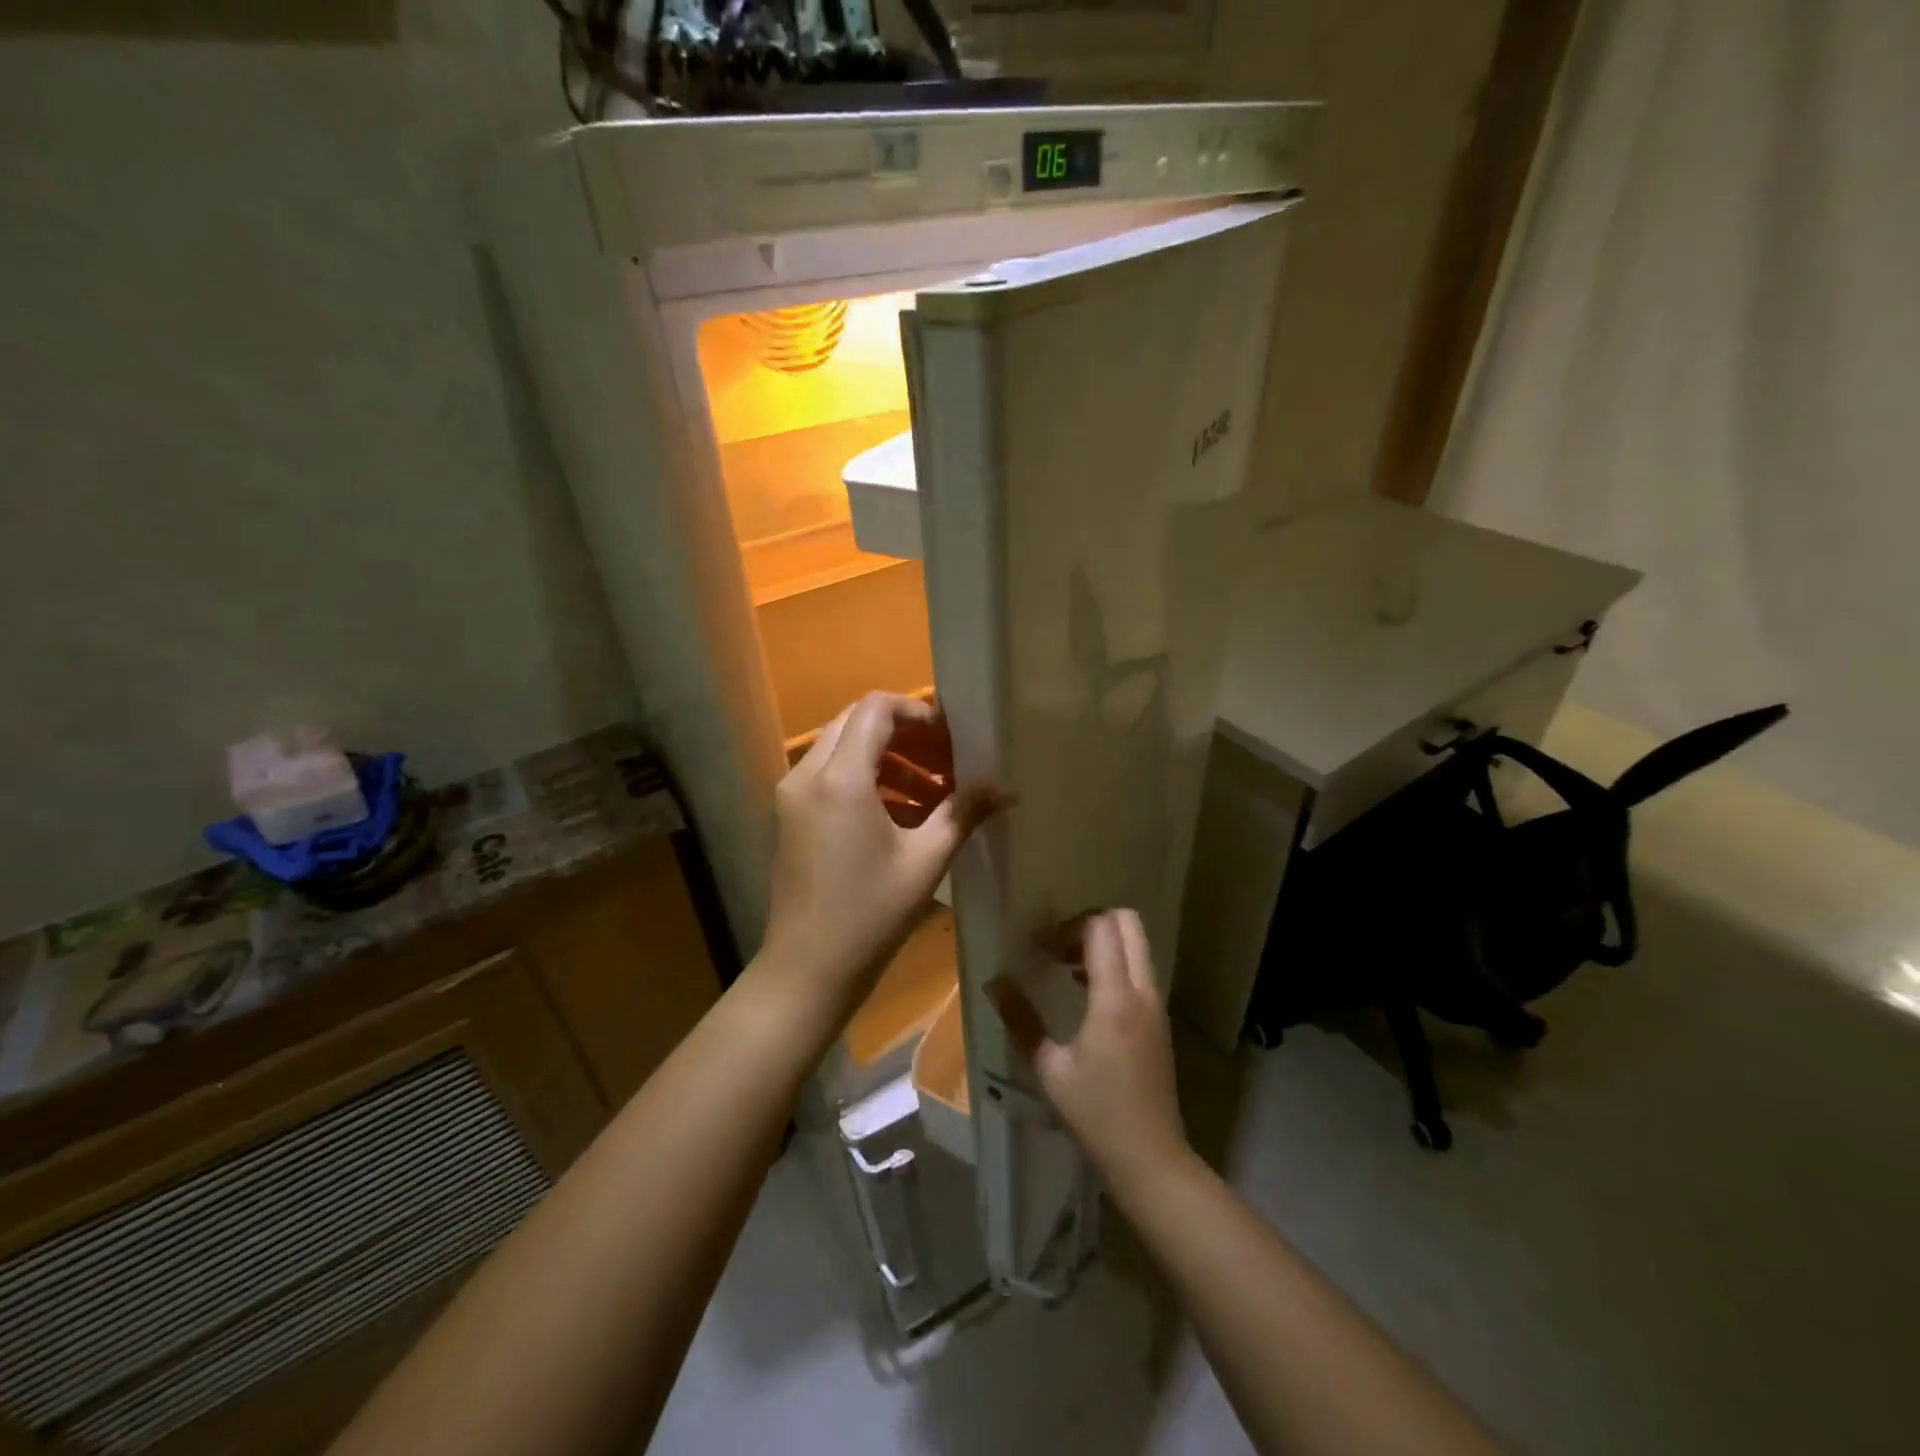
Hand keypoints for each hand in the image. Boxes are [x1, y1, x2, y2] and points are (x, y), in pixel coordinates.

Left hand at [759, 693, 1007, 1025]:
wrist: (807, 969)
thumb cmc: (870, 915)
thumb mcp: (926, 860)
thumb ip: (965, 812)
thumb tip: (1008, 788)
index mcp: (840, 779)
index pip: (876, 709)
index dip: (917, 712)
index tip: (951, 740)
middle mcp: (807, 774)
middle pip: (856, 723)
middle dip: (904, 734)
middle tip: (945, 761)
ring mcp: (792, 795)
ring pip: (841, 749)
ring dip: (887, 759)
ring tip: (932, 793)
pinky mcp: (789, 816)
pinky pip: (829, 776)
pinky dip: (865, 780)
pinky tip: (900, 814)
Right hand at [989, 910, 1190, 1194]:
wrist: (1151, 1157)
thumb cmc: (1096, 1113)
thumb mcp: (1050, 1068)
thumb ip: (1021, 1019)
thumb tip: (993, 982)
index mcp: (1115, 998)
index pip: (1101, 928)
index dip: (1068, 925)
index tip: (1040, 946)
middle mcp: (1143, 990)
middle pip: (1127, 923)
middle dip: (1091, 921)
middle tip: (1058, 944)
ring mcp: (1156, 1004)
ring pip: (1137, 945)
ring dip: (1104, 942)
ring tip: (1065, 965)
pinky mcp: (1159, 1019)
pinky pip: (1140, 969)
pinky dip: (1115, 964)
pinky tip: (1085, 991)